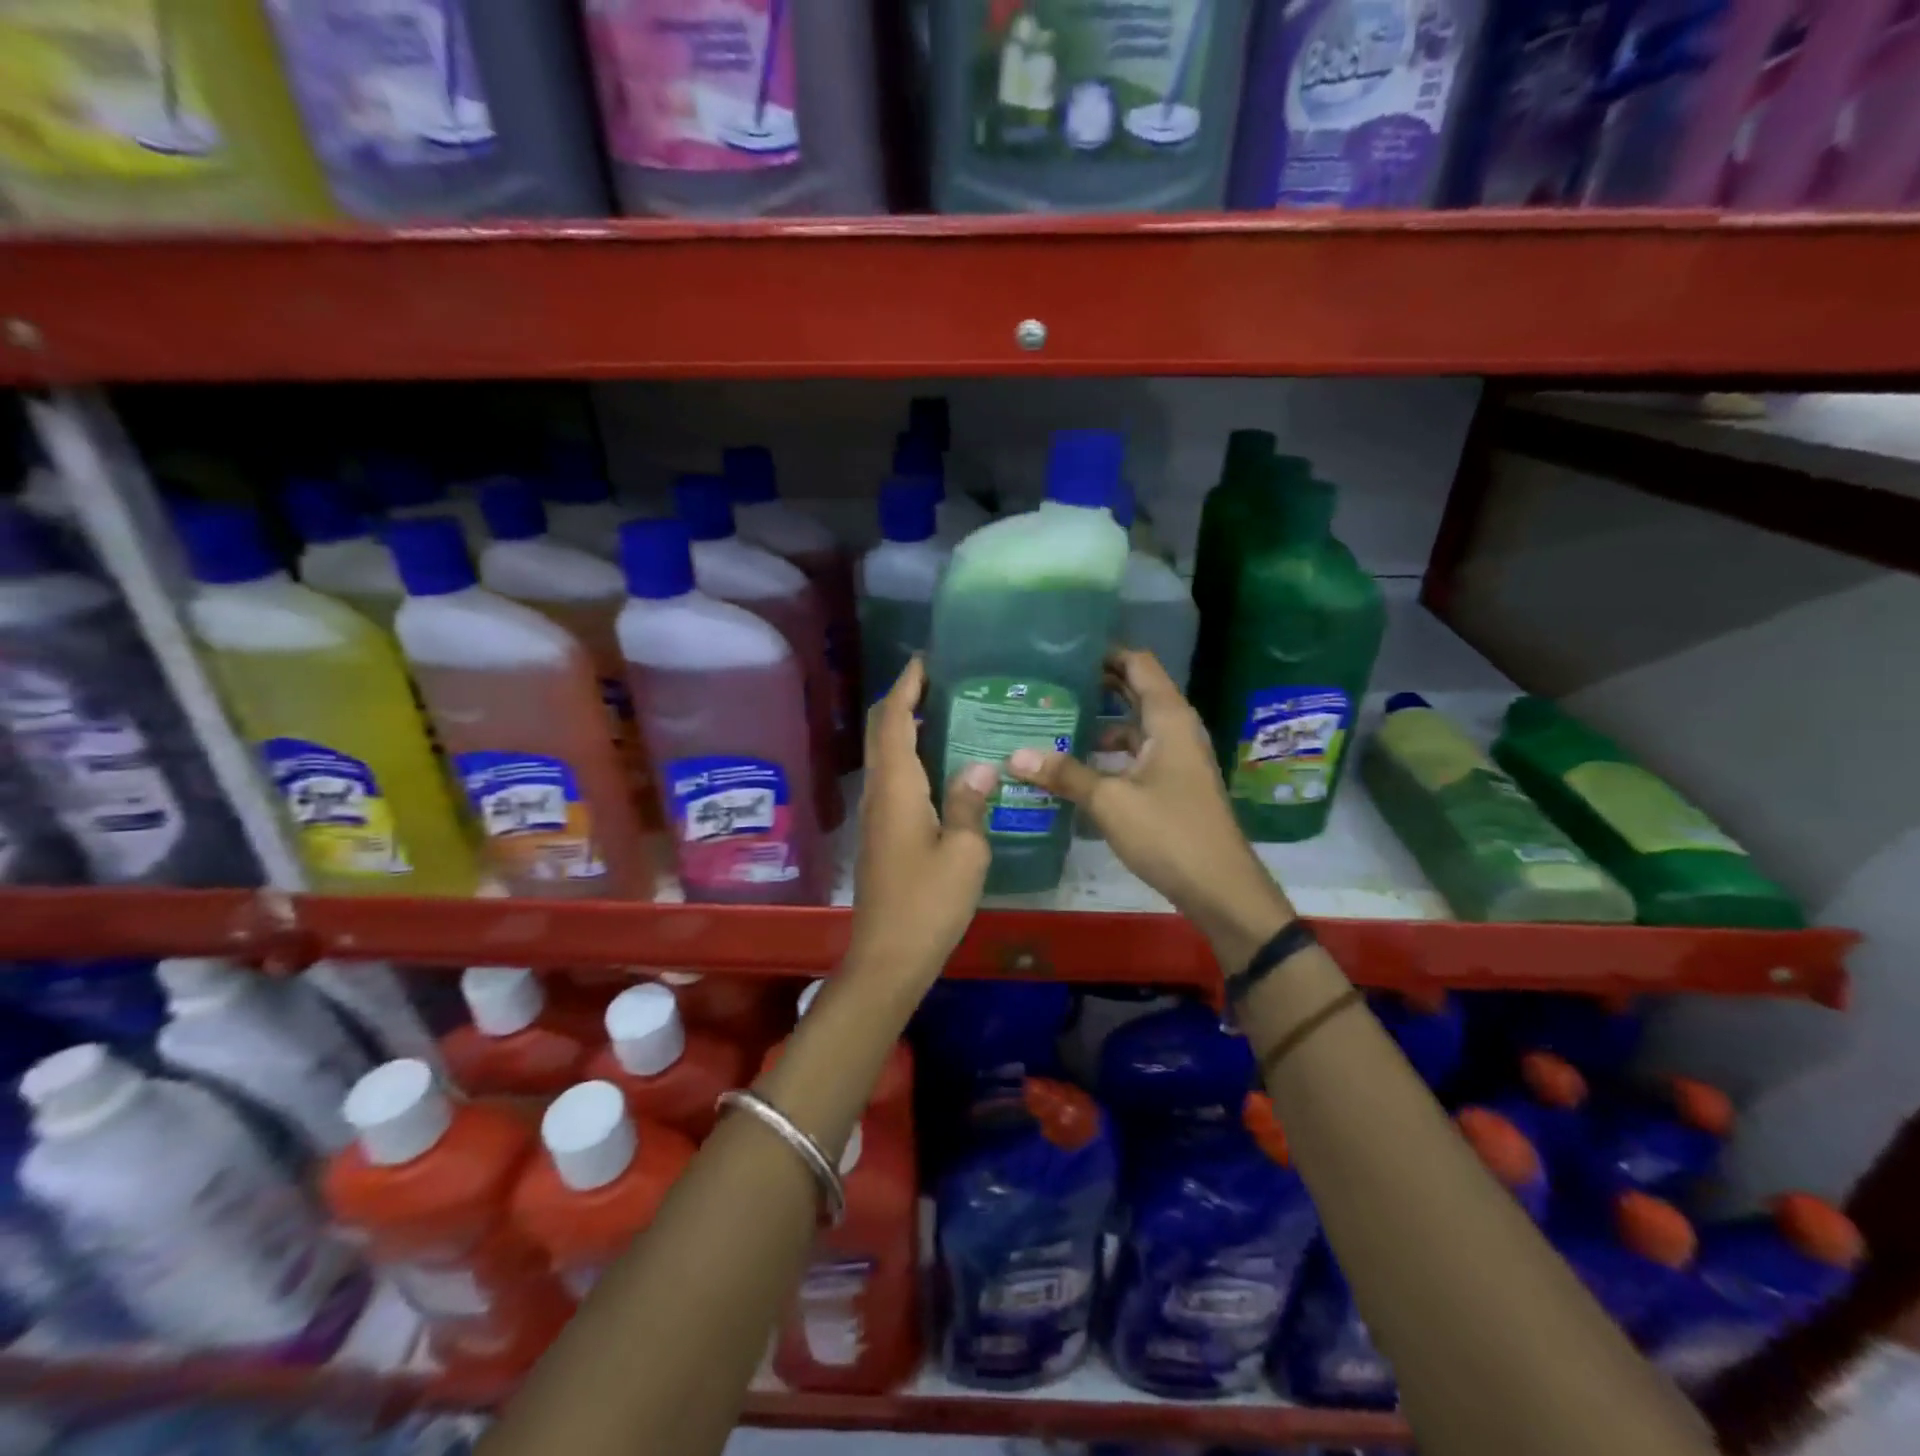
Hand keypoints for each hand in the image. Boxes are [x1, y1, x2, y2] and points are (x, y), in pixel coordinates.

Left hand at [847, 658, 993, 987]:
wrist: (889, 957)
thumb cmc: (929, 903)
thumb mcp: (965, 852)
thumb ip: (970, 803)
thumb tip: (980, 767)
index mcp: (897, 788)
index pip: (893, 720)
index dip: (905, 685)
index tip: (926, 660)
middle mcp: (879, 793)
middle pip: (880, 731)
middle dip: (902, 699)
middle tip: (940, 681)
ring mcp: (876, 815)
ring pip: (885, 755)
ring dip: (905, 727)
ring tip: (947, 713)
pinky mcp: (881, 835)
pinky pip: (893, 779)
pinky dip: (910, 756)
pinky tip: (942, 765)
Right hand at [1007, 650, 1295, 969]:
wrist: (1219, 887)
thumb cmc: (1169, 832)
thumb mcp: (1110, 801)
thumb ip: (1064, 774)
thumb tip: (1015, 755)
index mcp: (1169, 718)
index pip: (1138, 664)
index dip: (1105, 651)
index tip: (1064, 648)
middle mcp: (1175, 729)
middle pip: (1134, 692)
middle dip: (1095, 684)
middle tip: (1048, 681)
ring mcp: (1175, 758)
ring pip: (1132, 727)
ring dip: (1098, 722)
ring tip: (1051, 720)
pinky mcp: (1171, 784)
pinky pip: (1134, 754)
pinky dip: (1107, 753)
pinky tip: (1073, 765)